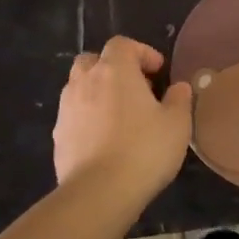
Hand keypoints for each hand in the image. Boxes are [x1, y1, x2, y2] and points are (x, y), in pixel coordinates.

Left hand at [53, 36, 192, 198]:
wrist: (98, 193)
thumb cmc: (144, 149)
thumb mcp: (177, 123)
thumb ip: (179, 99)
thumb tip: (178, 87)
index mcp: (114, 70)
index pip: (122, 44)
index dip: (141, 52)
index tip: (158, 72)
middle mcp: (85, 82)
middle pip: (93, 60)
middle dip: (112, 68)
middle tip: (135, 88)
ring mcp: (67, 109)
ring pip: (79, 87)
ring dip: (98, 92)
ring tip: (120, 116)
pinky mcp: (58, 136)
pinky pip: (74, 115)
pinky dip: (88, 118)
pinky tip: (105, 141)